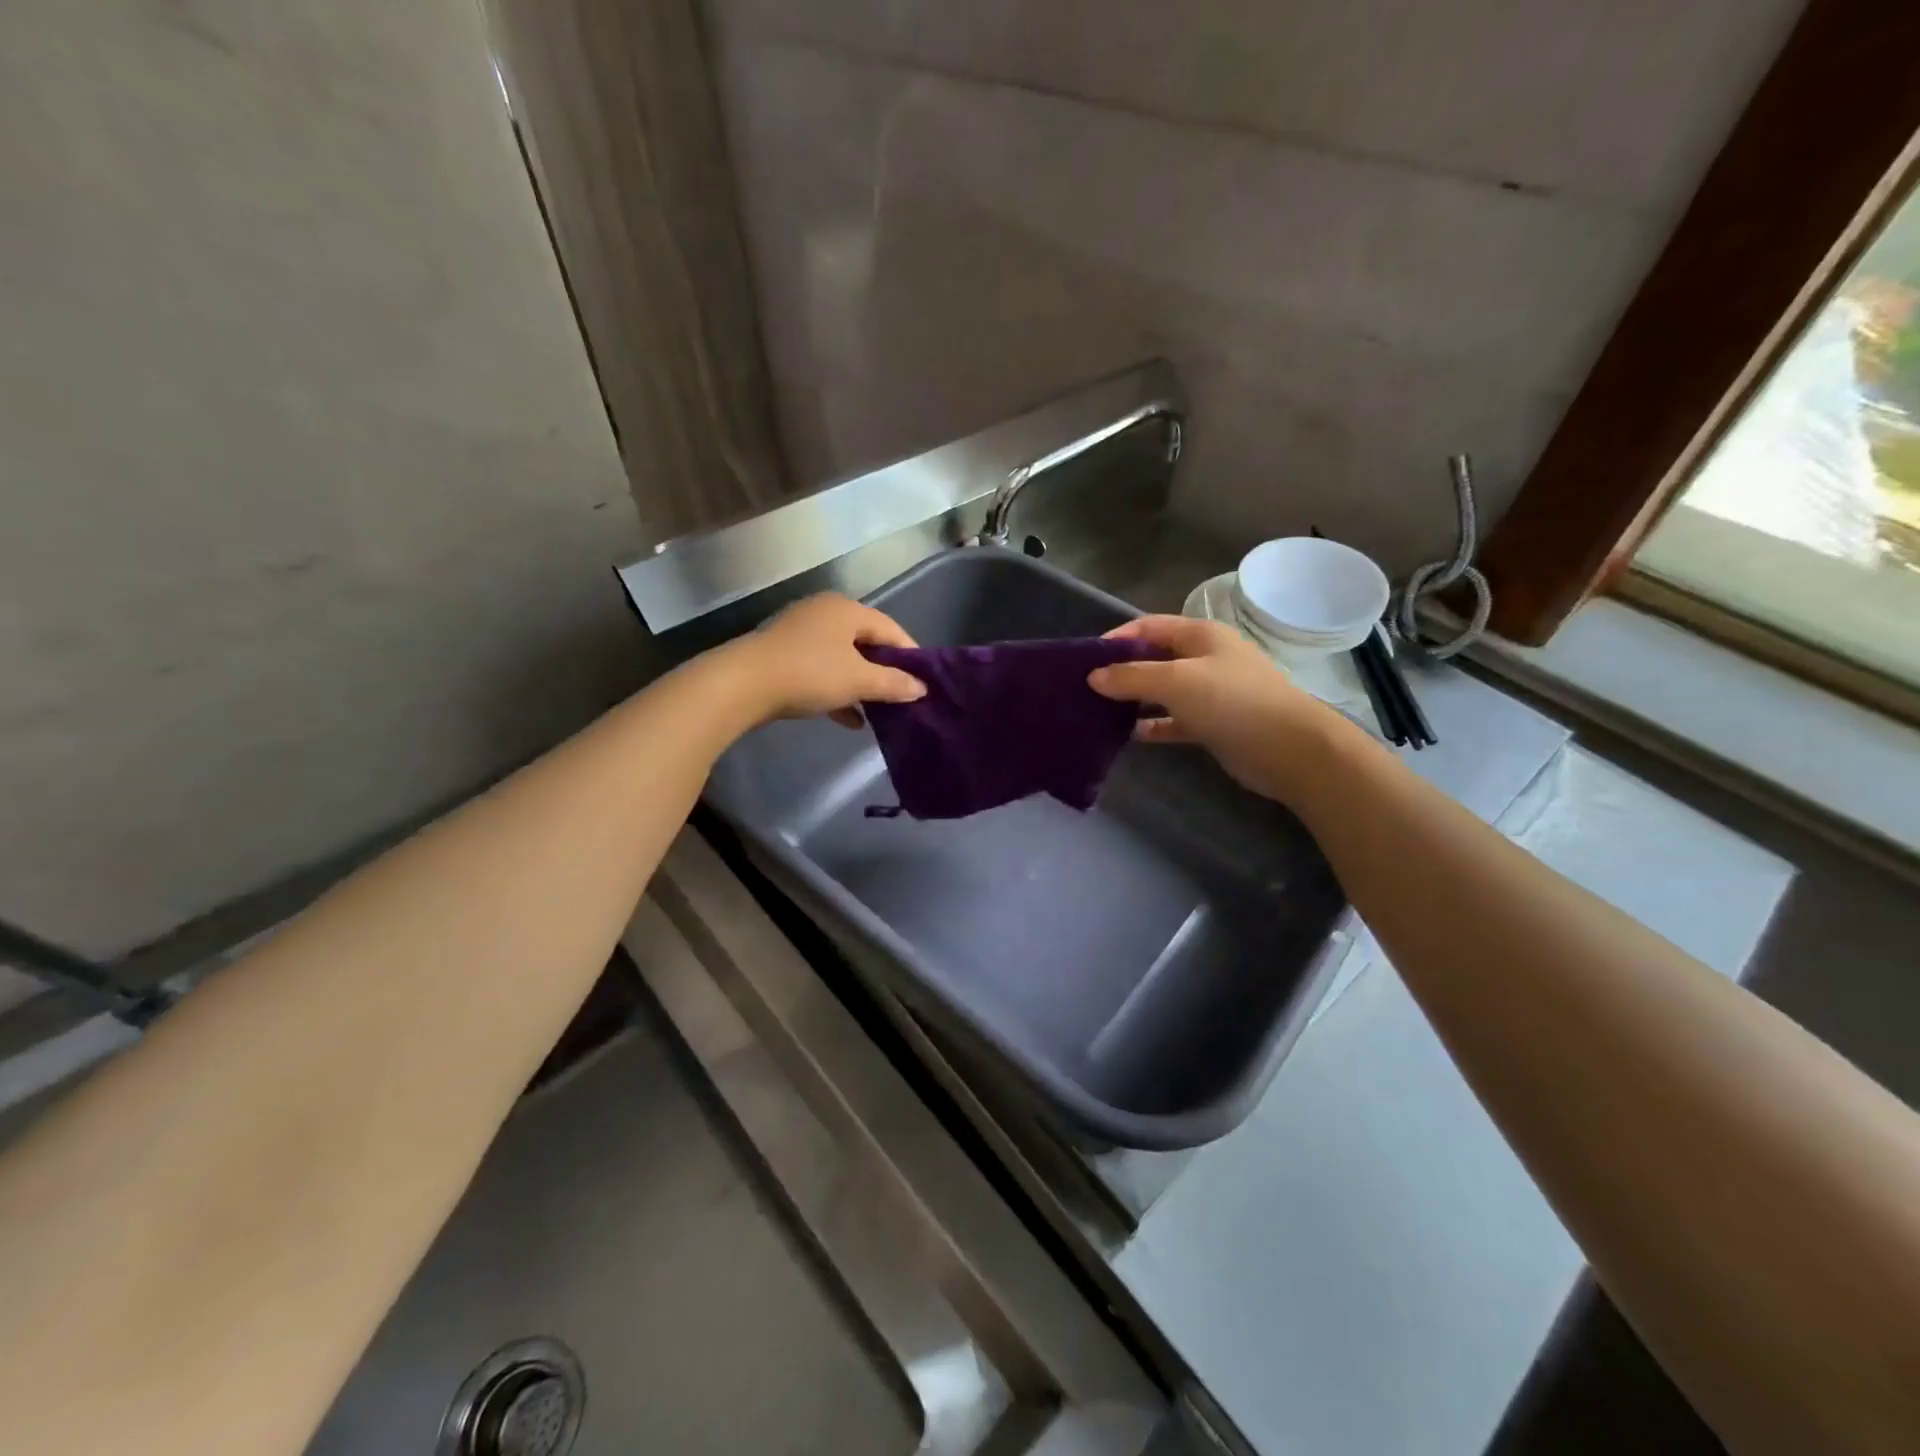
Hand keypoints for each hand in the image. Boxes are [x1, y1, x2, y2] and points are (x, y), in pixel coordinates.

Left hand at [728, 593, 925, 727]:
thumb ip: (893, 684)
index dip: (911, 655)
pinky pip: (822, 672)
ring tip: (880, 712)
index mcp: (846, 609)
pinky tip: (850, 719)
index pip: (891, 629)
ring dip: (862, 685)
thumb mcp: (858, 680)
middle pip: (867, 643)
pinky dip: (838, 691)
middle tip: (903, 697)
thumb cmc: (809, 673)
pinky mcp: (785, 656)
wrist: (742, 684)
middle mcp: (825, 614)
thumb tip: (921, 688)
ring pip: (843, 659)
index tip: (924, 682)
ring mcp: (802, 634)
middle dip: (886, 672)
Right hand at [1087, 615, 1347, 802]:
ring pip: (1163, 691)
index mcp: (1200, 635)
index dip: (1117, 638)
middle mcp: (1205, 658)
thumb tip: (1093, 676)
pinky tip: (1129, 734)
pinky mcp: (1213, 723)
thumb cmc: (1231, 701)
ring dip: (1134, 699)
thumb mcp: (1175, 681)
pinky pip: (1174, 719)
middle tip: (1087, 688)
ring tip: (1100, 711)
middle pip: (1154, 658)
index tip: (1085, 659)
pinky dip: (1153, 724)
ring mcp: (1211, 692)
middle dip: (1122, 671)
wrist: (1289, 749)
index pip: (1148, 626)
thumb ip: (1131, 677)